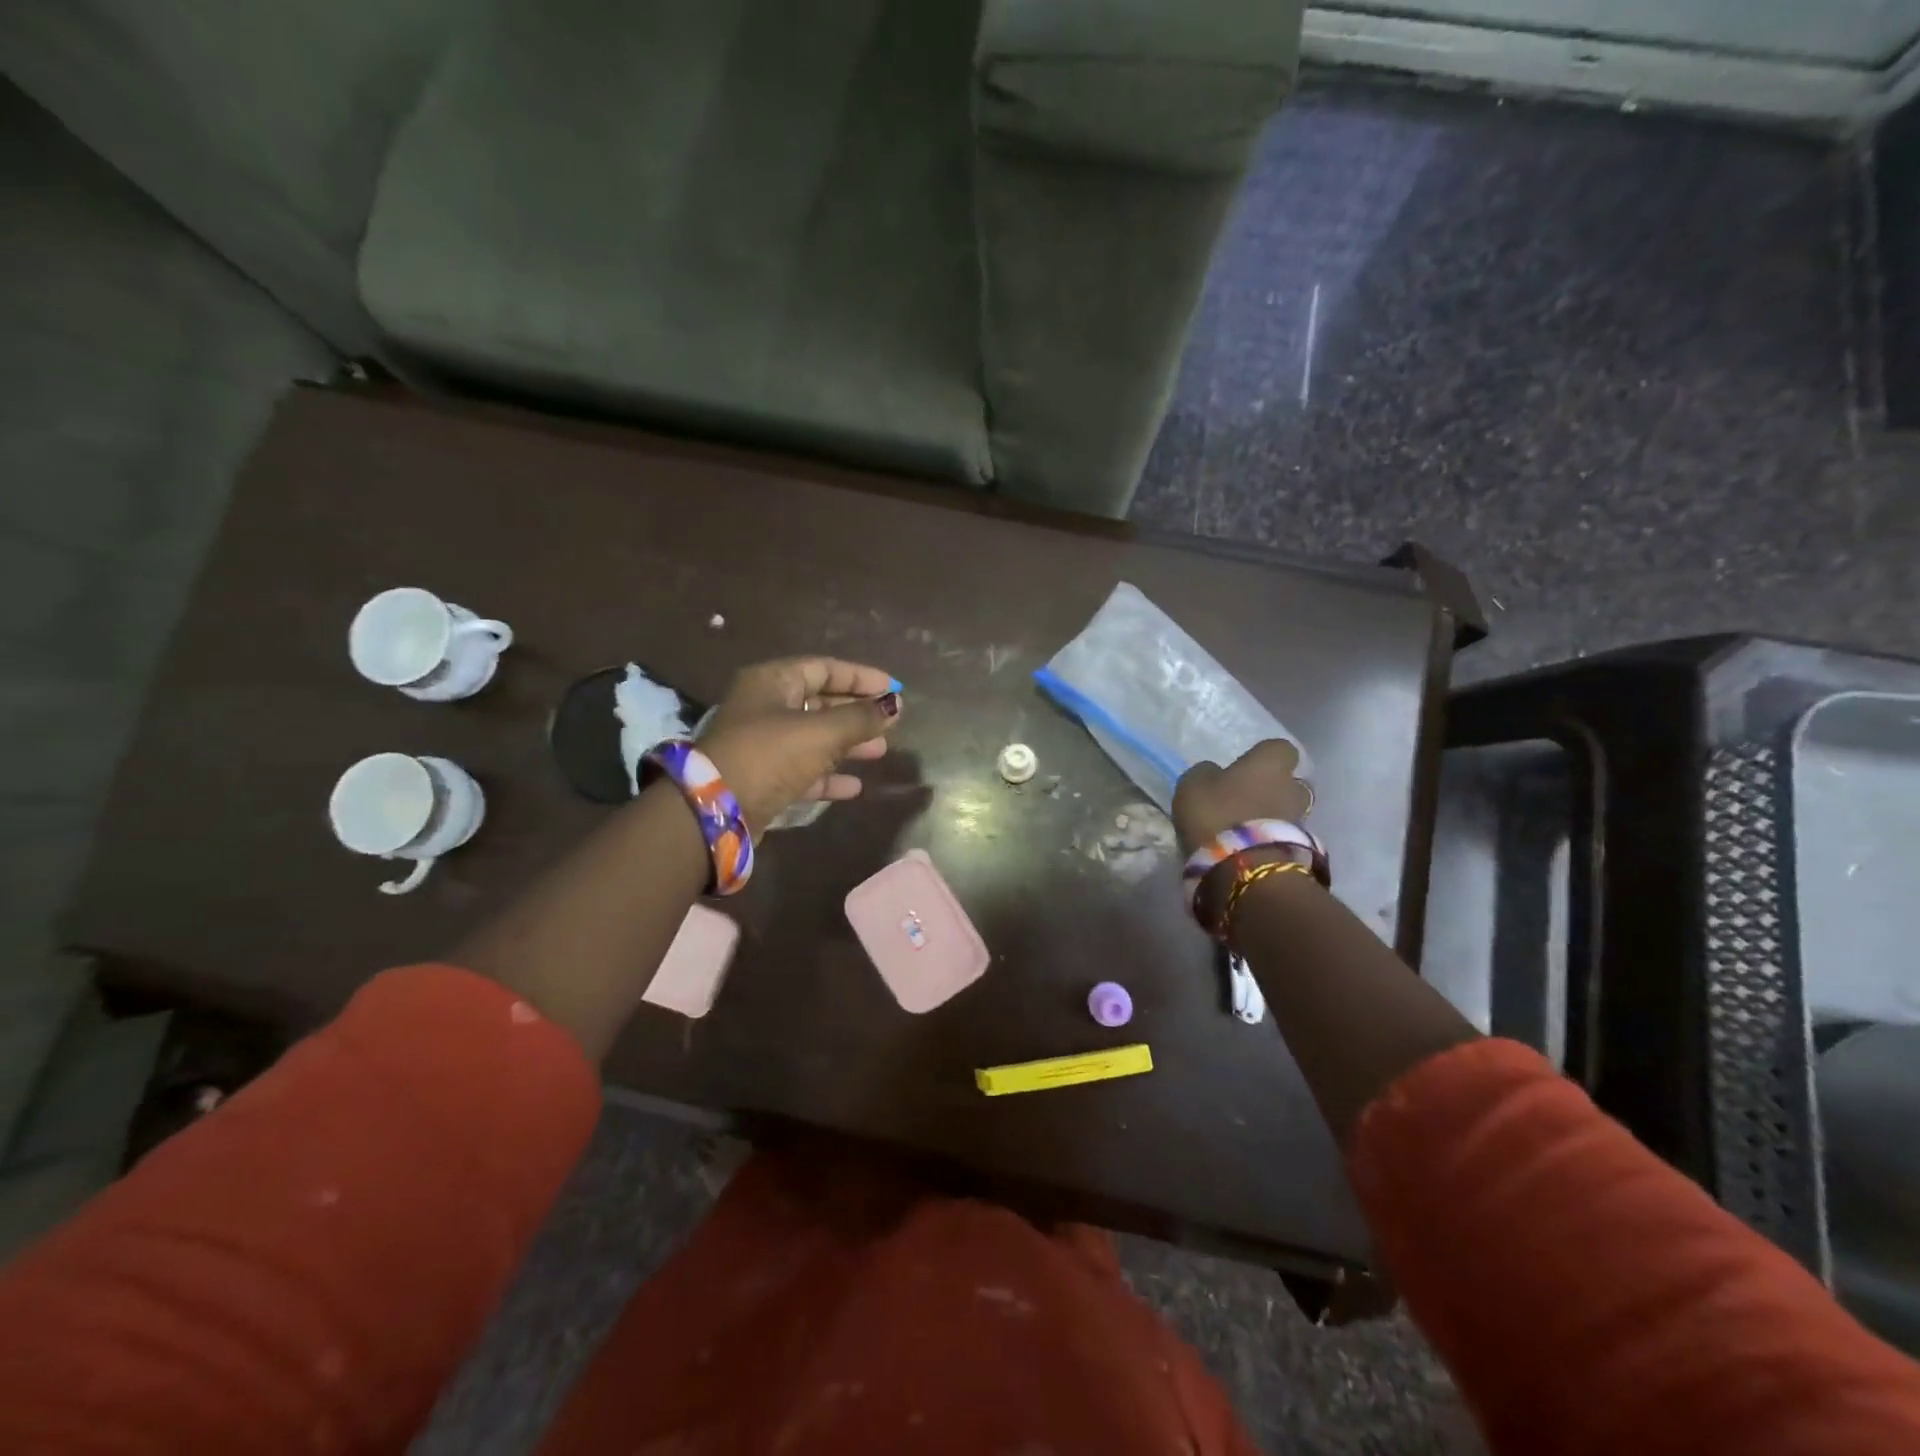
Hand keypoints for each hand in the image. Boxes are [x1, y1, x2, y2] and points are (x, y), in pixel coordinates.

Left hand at [698, 658, 901, 836]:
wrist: (715, 809)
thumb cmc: (770, 755)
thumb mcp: (821, 732)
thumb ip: (861, 718)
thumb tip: (896, 705)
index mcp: (772, 682)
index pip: (823, 668)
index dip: (860, 677)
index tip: (893, 689)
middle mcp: (765, 707)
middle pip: (819, 702)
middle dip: (856, 712)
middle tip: (889, 722)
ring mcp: (762, 744)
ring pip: (814, 737)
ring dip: (847, 744)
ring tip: (880, 751)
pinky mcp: (763, 778)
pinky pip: (803, 770)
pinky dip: (829, 775)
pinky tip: (855, 787)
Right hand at [1172, 739, 1311, 853]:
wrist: (1244, 867)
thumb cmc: (1217, 813)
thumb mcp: (1193, 784)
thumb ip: (1206, 773)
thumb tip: (1214, 773)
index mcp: (1270, 763)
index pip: (1279, 748)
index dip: (1263, 757)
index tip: (1245, 767)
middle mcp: (1292, 787)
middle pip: (1290, 782)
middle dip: (1272, 789)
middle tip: (1246, 800)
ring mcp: (1301, 821)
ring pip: (1289, 811)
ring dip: (1272, 817)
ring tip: (1246, 829)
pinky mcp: (1300, 850)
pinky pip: (1285, 837)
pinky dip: (1271, 840)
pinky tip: (1250, 849)